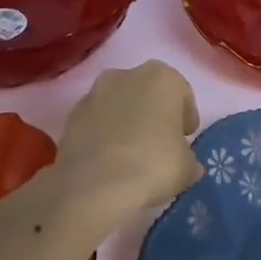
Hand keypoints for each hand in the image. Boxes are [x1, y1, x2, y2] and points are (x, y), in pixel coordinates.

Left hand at [56, 61, 201, 214]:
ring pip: (119, 104)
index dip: (186, 117)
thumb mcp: (188, 167)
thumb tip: (187, 164)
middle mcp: (126, 75)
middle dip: (154, 114)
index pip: (182, 93)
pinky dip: (105, 134)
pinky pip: (97, 121)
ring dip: (127, 122)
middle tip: (160, 144)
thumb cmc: (154, 164)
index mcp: (162, 78)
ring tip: (133, 154)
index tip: (185, 138)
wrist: (95, 184)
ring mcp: (94, 92)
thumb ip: (189, 159)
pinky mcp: (71, 115)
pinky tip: (110, 161)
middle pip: (148, 93)